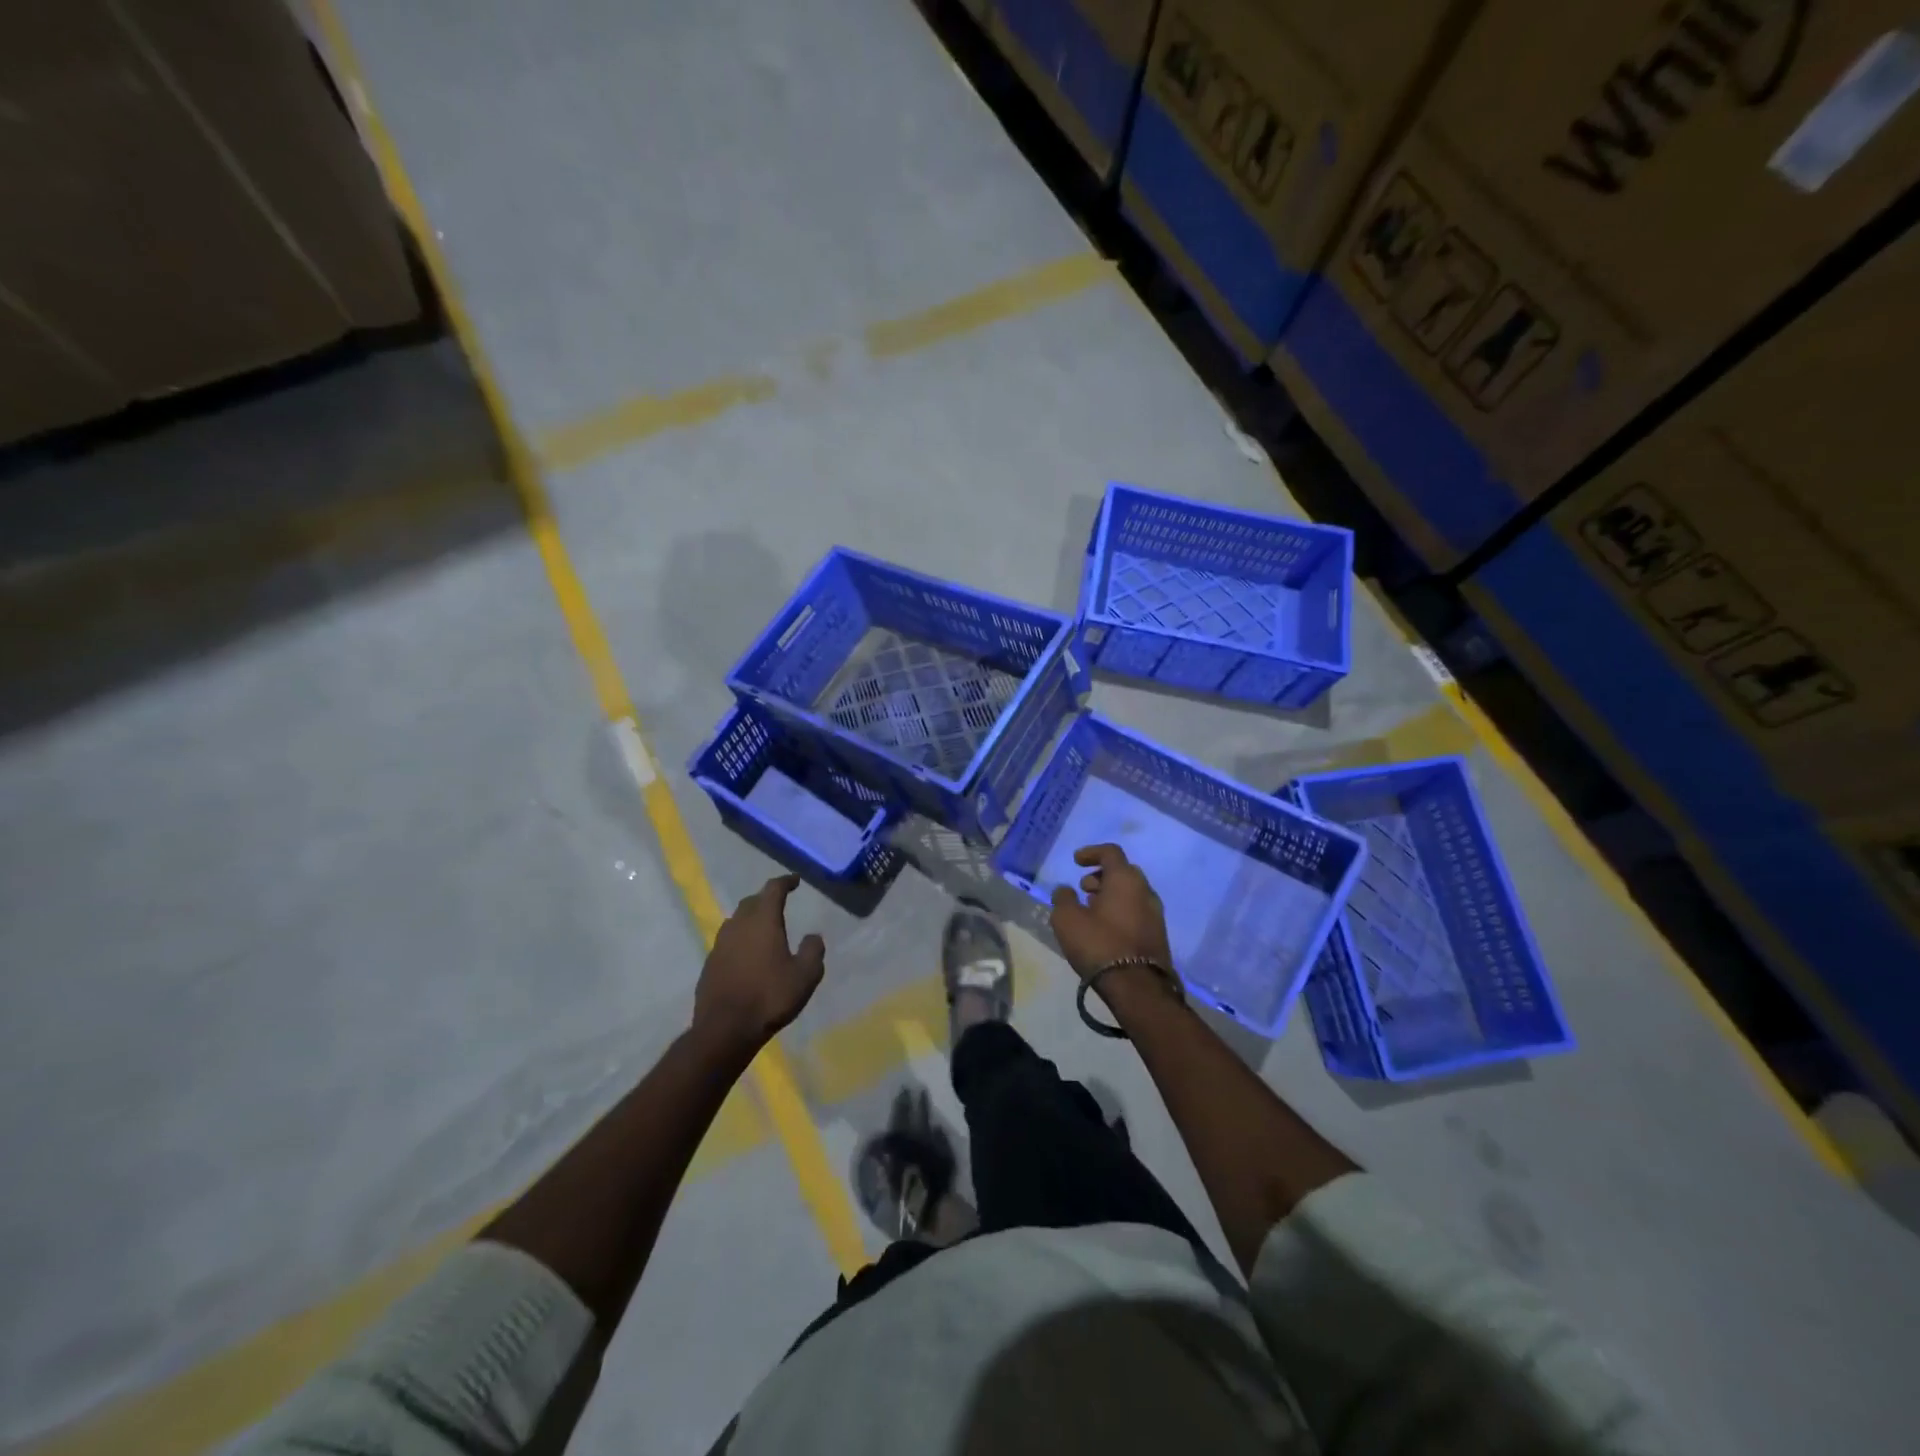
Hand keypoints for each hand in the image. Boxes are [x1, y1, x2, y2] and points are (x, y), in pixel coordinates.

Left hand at [693, 875, 825, 1057]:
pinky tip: (747, 956)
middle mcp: (738, 925)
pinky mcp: (709, 964)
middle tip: (780, 903)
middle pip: (752, 902)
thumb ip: (813, 950)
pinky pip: (727, 942)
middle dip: (766, 899)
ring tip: (764, 929)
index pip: (773, 889)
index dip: (785, 882)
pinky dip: (740, 941)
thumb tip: (813, 936)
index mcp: (763, 920)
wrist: (725, 1029)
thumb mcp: (806, 975)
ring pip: (736, 921)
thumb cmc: (770, 997)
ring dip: (751, 919)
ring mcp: (720, 944)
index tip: (795, 880)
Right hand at [1048, 844, 1173, 979]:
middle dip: (1101, 876)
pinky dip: (1120, 910)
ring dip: (1111, 895)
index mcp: (1125, 879)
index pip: (1110, 852)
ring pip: (1131, 893)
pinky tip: (1105, 928)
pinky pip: (1137, 911)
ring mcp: (1155, 913)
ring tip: (1091, 910)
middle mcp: (1145, 891)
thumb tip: (1065, 890)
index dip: (1091, 852)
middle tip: (1083, 888)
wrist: (1137, 987)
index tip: (1076, 861)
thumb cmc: (1099, 945)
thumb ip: (1063, 898)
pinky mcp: (1158, 934)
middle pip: (1123, 872)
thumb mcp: (1067, 920)